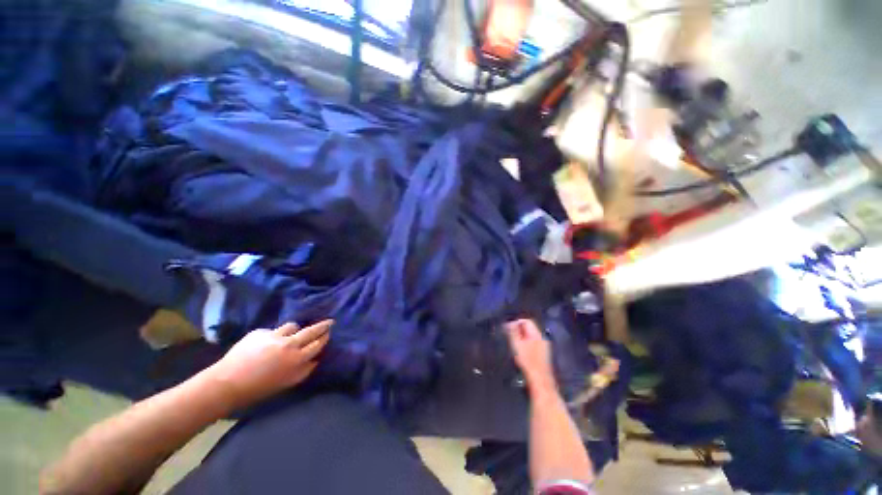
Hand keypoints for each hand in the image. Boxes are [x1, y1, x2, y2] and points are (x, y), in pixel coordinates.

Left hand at [206, 320, 331, 410]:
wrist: (226, 384)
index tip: (329, 333)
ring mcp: (275, 336)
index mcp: (297, 360)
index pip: (318, 344)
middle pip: (312, 331)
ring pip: (293, 326)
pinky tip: (262, 345)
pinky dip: (272, 335)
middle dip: (323, 326)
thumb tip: (315, 359)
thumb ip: (303, 370)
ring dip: (294, 330)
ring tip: (289, 335)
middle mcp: (290, 345)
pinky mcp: (260, 332)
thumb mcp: (287, 382)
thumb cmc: (259, 388)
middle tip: (329, 322)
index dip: (325, 337)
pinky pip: (273, 330)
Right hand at [505, 319, 556, 394]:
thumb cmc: (527, 361)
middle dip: (518, 330)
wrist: (539, 380)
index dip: (516, 323)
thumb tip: (509, 323)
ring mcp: (544, 346)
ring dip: (522, 338)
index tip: (507, 329)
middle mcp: (542, 338)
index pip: (526, 321)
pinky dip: (526, 344)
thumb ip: (513, 332)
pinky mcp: (543, 355)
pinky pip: (533, 344)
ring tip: (514, 344)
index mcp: (536, 334)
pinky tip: (521, 352)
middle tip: (509, 337)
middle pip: (529, 328)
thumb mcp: (517, 344)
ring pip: (531, 337)